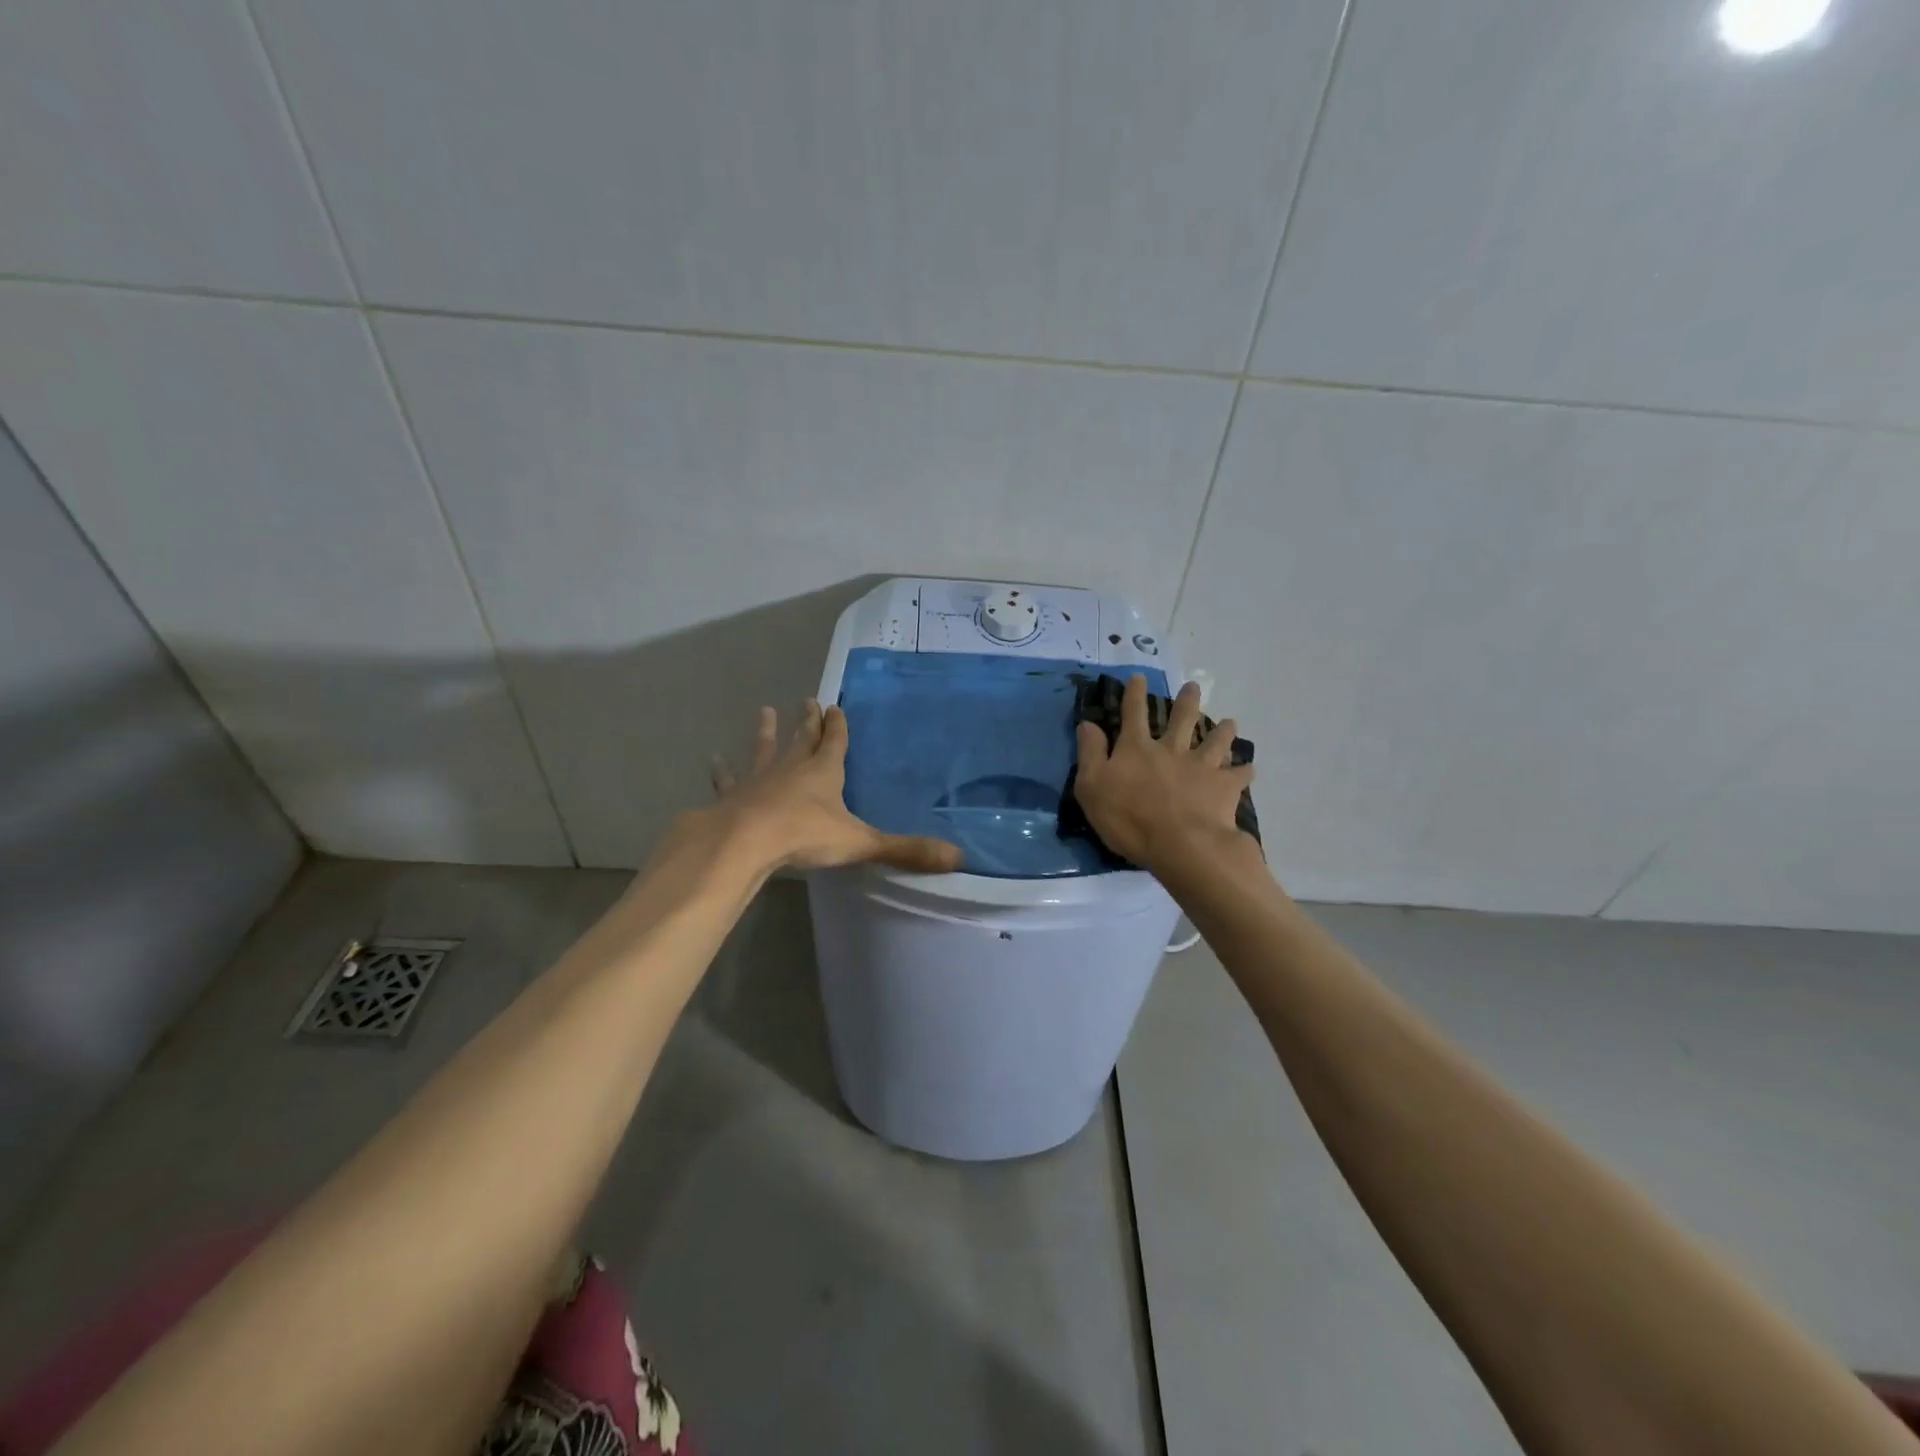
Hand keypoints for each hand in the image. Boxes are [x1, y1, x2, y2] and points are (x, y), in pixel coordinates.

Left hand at [708, 700, 963, 874]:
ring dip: (767, 732)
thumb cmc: (805, 836)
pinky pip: (729, 779)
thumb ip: (906, 850)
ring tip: (764, 712)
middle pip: (802, 739)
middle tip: (806, 700)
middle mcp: (792, 768)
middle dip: (807, 721)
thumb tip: (959, 858)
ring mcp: (759, 779)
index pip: (835, 743)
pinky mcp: (734, 796)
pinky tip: (714, 760)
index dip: (838, 726)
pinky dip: (723, 770)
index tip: (835, 706)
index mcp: (824, 773)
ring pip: (765, 750)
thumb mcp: (861, 843)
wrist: (746, 842)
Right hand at [1073, 675, 1254, 874]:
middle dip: (1186, 701)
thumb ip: (1091, 753)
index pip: (1133, 714)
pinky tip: (1249, 769)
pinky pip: (1239, 775)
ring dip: (1223, 730)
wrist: (1181, 844)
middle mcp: (1171, 749)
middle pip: (1181, 719)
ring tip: (1230, 722)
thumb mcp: (1092, 787)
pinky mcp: (1224, 787)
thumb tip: (1087, 723)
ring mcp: (1201, 766)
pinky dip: (1244, 771)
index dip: (1134, 694)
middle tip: (1193, 686)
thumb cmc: (1129, 818)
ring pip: (1215, 741)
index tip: (1139, 677)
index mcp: (1137, 748)